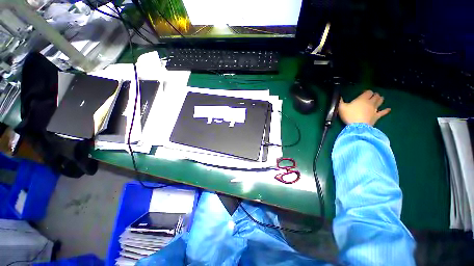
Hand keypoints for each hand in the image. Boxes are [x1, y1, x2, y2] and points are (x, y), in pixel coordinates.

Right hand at [338, 90, 390, 125]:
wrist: (357, 126)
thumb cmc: (349, 115)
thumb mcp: (341, 108)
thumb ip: (340, 101)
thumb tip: (339, 97)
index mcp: (362, 99)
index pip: (368, 92)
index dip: (367, 92)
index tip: (364, 93)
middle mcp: (370, 102)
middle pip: (375, 96)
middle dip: (375, 95)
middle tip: (373, 95)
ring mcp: (375, 109)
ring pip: (380, 102)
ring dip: (380, 99)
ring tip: (380, 98)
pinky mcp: (377, 116)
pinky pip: (383, 112)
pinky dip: (386, 110)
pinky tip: (389, 109)